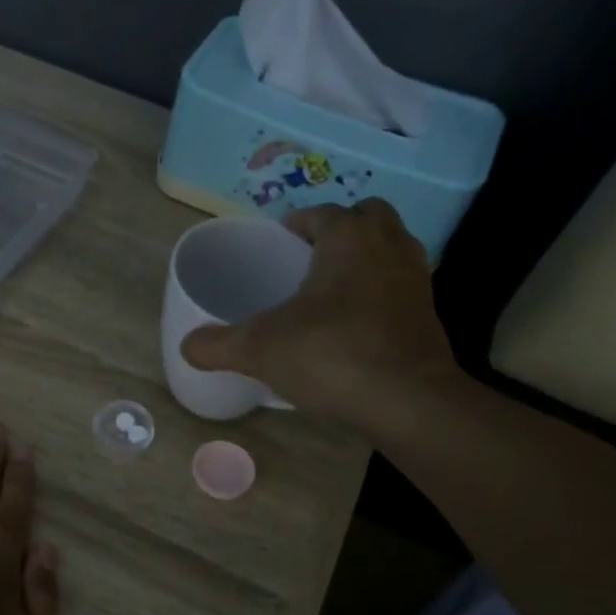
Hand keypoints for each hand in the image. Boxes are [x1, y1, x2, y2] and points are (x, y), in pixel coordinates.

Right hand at [179, 200, 467, 431]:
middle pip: (367, 217)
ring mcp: (416, 280)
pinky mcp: (429, 315)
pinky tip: (355, 324)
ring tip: (331, 289)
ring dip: (365, 258)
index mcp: (349, 237)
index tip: (279, 239)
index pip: (322, 213)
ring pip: (391, 249)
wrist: (408, 401)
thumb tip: (186, 345)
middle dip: (340, 229)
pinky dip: (380, 293)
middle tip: (309, 257)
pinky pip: (400, 287)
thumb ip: (217, 344)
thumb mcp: (259, 349)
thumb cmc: (331, 355)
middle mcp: (389, 246)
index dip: (297, 223)